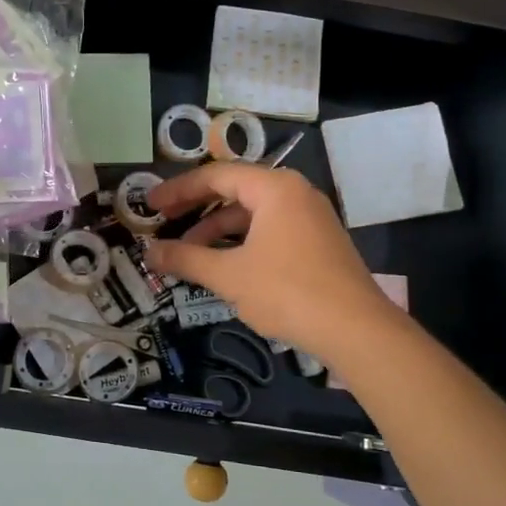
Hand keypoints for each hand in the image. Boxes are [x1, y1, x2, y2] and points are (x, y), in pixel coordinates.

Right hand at [143, 163, 398, 359]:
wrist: (356, 330)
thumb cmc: (287, 292)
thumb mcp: (229, 275)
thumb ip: (186, 259)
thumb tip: (149, 251)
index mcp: (274, 188)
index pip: (216, 176)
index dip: (178, 190)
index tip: (151, 206)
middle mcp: (294, 193)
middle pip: (235, 190)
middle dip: (196, 209)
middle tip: (164, 223)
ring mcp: (310, 217)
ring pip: (252, 213)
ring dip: (217, 230)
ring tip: (188, 253)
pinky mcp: (317, 242)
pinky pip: (269, 230)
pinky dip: (241, 241)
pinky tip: (223, 265)